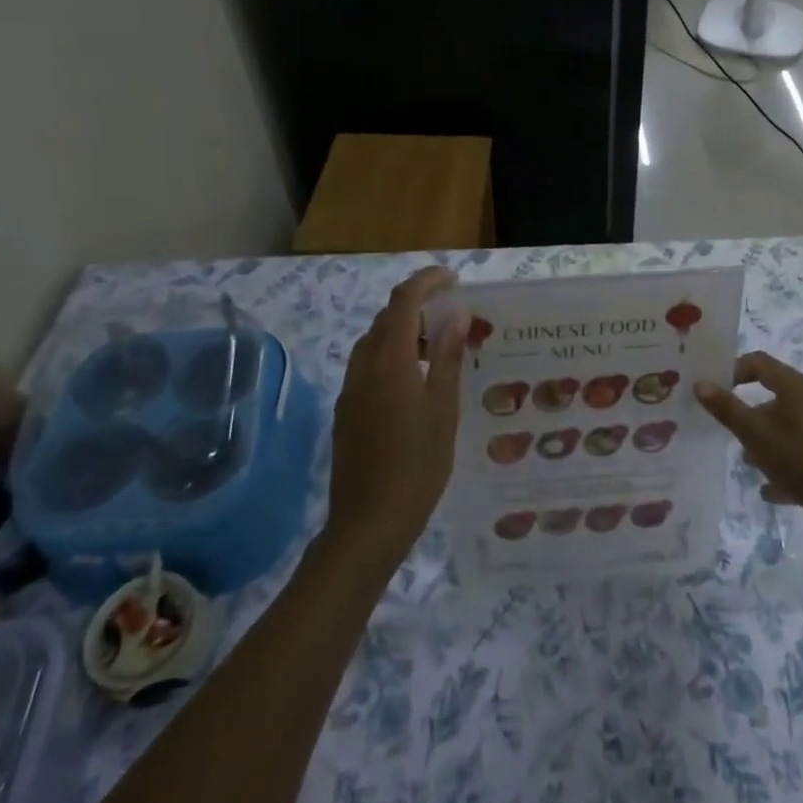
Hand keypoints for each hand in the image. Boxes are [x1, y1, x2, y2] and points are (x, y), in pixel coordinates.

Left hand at [326, 266, 466, 561]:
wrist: (368, 523)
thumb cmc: (417, 464)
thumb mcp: (443, 407)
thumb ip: (447, 355)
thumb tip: (455, 313)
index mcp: (390, 359)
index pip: (404, 300)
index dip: (427, 281)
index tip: (453, 279)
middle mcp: (364, 365)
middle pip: (387, 317)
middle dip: (417, 305)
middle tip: (452, 314)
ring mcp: (351, 389)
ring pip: (375, 341)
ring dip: (404, 330)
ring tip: (438, 345)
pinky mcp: (347, 410)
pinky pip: (369, 364)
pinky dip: (393, 354)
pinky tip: (416, 380)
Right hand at [693, 352, 802, 523]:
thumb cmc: (799, 458)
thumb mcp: (754, 433)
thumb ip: (726, 408)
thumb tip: (700, 383)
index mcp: (796, 385)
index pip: (759, 362)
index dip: (734, 370)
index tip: (717, 391)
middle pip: (775, 395)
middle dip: (750, 412)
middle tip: (730, 429)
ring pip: (789, 425)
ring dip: (767, 439)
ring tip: (749, 461)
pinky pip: (802, 451)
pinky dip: (785, 462)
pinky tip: (772, 488)